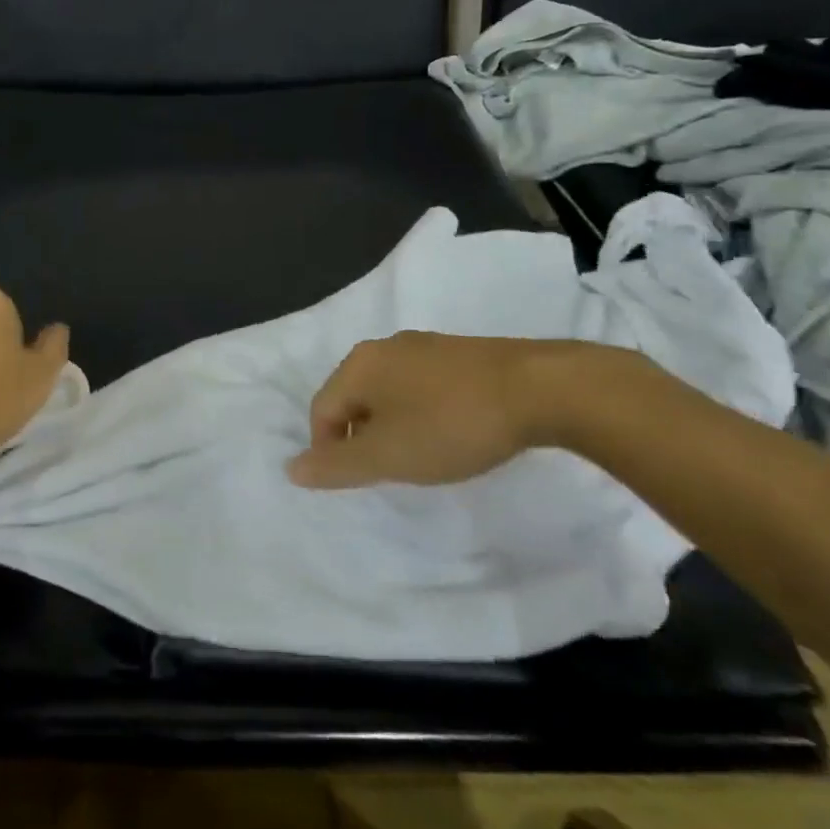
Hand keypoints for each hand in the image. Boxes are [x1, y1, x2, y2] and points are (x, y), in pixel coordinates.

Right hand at [285, 332, 628, 489]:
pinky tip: (450, 432)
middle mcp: (384, 346)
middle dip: (361, 436)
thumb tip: (290, 468)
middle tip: (389, 472)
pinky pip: (421, 385)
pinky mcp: (459, 353)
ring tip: (421, 456)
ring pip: (388, 391)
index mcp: (359, 364)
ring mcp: (424, 346)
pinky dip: (421, 412)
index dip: (328, 450)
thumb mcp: (389, 455)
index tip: (360, 483)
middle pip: (353, 397)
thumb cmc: (451, 424)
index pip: (321, 409)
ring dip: (392, 425)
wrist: (539, 389)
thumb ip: (338, 465)